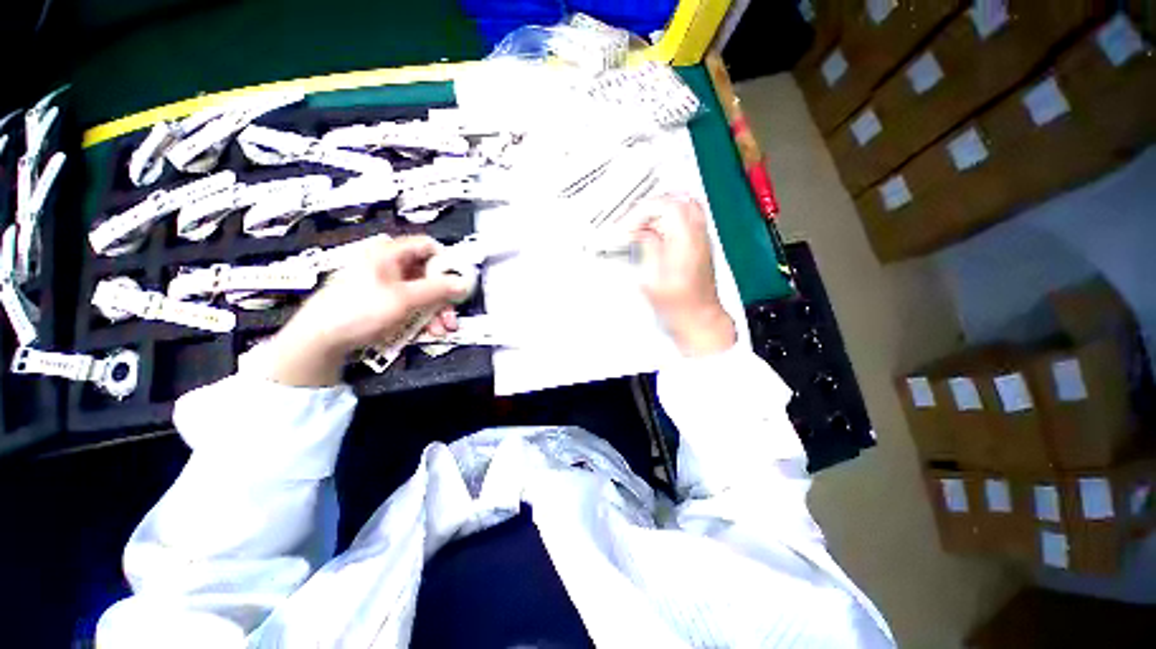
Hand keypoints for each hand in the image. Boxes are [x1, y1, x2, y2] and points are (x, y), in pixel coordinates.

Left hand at [266, 235, 473, 386]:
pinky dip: (421, 318)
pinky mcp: (382, 302)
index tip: (459, 281)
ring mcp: (385, 285)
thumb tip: (464, 283)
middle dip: (443, 297)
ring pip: (421, 293)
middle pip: (428, 274)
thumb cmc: (359, 310)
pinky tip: (426, 332)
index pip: (427, 246)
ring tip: (440, 330)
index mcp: (389, 254)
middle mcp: (389, 266)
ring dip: (435, 312)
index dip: (447, 261)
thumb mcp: (404, 299)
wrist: (320, 339)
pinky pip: (410, 305)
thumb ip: (438, 289)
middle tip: (451, 314)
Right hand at [633, 196, 735, 356]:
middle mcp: (698, 235)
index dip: (642, 211)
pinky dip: (667, 220)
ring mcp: (701, 238)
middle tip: (632, 220)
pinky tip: (653, 235)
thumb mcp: (652, 279)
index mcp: (686, 241)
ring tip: (640, 226)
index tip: (627, 226)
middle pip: (678, 200)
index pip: (666, 206)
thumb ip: (647, 248)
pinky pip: (686, 219)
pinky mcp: (699, 245)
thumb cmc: (677, 305)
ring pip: (683, 206)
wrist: (699, 319)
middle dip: (650, 206)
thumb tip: (640, 231)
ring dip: (659, 211)